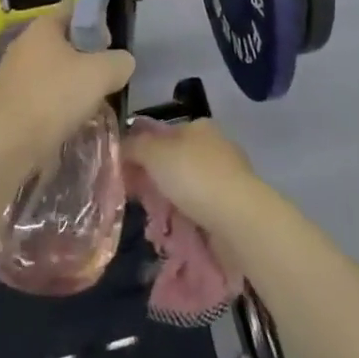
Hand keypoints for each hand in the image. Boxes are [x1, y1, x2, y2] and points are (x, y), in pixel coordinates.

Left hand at [0, 7, 134, 167]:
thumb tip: (121, 62)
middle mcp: (20, 45)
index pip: (72, 9)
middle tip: (101, 77)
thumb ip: (119, 61)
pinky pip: (32, 100)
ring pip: (45, 73)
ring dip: (64, 85)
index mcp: (42, 28)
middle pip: (59, 43)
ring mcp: (5, 76)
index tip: (109, 43)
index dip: (94, 20)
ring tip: (84, 106)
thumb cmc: (55, 98)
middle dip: (81, 57)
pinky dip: (46, 108)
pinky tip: (60, 124)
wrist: (6, 145)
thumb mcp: (102, 74)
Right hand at [122, 119, 266, 234]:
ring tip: (151, 220)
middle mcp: (214, 147)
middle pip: (172, 161)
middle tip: (134, 198)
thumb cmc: (194, 177)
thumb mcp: (154, 153)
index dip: (140, 150)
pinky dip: (184, 218)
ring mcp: (225, 176)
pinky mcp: (230, 205)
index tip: (123, 173)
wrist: (237, 218)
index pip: (161, 134)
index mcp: (199, 126)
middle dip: (152, 180)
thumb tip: (121, 146)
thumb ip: (134, 146)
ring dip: (167, 202)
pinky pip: (198, 209)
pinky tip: (172, 230)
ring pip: (184, 187)